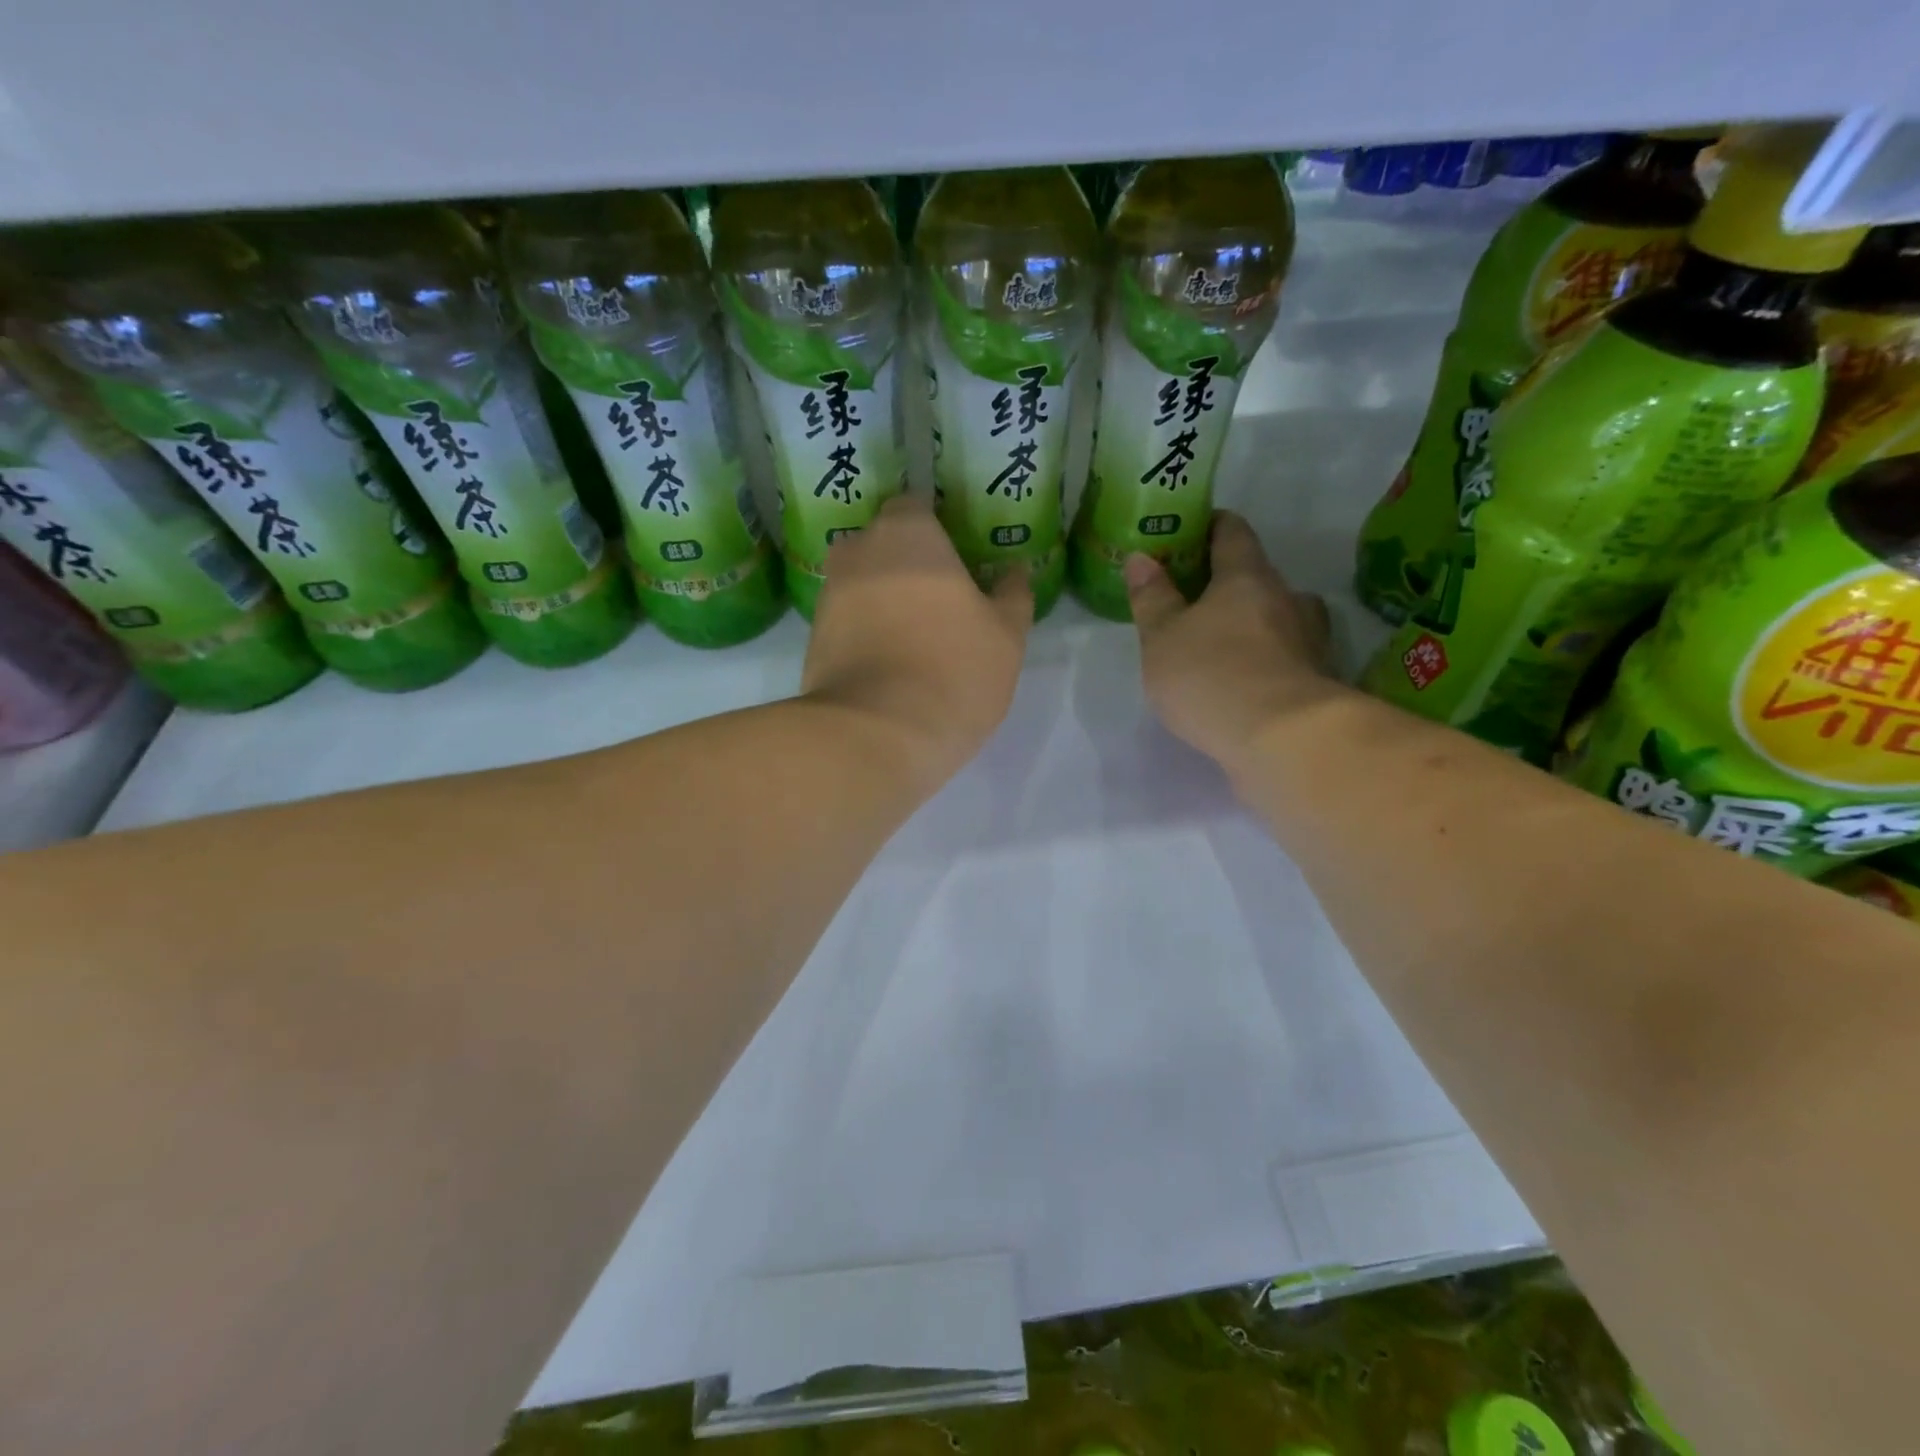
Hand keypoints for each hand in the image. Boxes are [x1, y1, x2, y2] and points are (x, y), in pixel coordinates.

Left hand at [803, 493, 1031, 787]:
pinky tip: (891, 662)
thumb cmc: (954, 669)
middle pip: (883, 545)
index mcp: (907, 534)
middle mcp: (857, 552)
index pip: (916, 507)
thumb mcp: (1006, 635)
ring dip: (884, 599)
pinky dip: (866, 632)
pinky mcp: (813, 639)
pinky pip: (847, 622)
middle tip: (940, 598)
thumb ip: (1013, 595)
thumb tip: (1014, 572)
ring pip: (862, 584)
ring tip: (916, 636)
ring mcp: (828, 596)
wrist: (877, 734)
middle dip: (907, 563)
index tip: (958, 557)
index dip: (938, 529)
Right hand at [1126, 511, 1341, 773]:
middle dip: (1227, 583)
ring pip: (1278, 617)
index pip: (1232, 532)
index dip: (1212, 525)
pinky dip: (1267, 659)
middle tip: (1194, 600)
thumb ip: (1152, 598)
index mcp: (1247, 577)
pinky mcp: (1318, 679)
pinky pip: (1287, 656)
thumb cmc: (1211, 675)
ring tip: (1222, 643)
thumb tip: (1141, 557)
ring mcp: (1309, 639)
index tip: (1192, 528)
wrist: (1281, 739)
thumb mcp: (1162, 638)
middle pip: (1257, 576)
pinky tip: (1246, 680)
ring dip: (1253, 622)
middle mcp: (1287, 598)